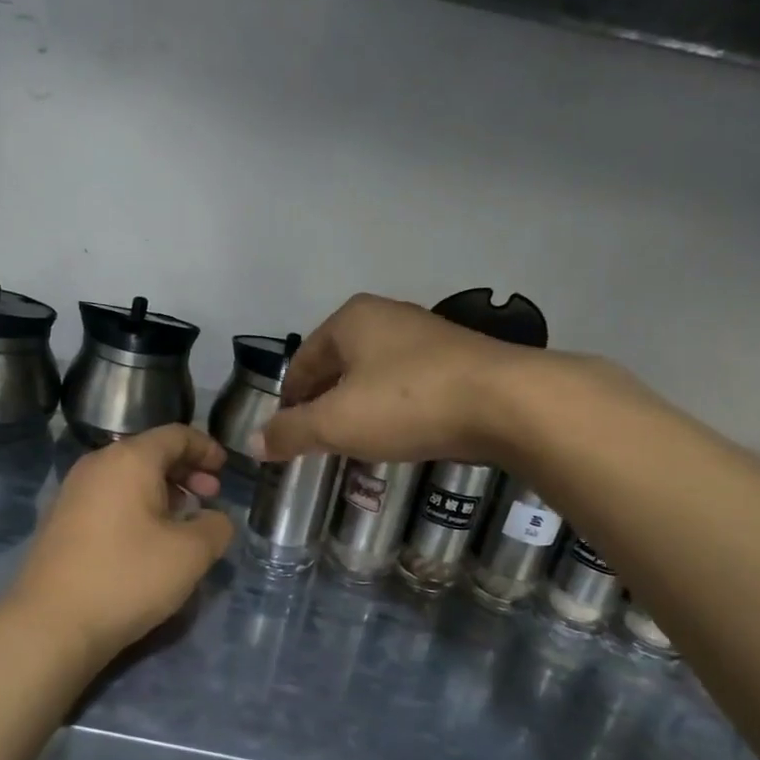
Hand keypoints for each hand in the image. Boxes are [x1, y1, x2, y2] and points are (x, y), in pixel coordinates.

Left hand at [8, 425, 233, 665]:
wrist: (51, 625)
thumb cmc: (127, 578)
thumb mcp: (190, 554)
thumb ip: (216, 527)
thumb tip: (215, 519)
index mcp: (129, 460)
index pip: (175, 435)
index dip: (206, 447)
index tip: (225, 468)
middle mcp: (97, 465)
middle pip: (150, 453)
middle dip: (186, 470)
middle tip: (211, 496)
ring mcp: (73, 493)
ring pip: (128, 477)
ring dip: (162, 491)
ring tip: (185, 520)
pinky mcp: (61, 521)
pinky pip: (109, 498)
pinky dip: (137, 506)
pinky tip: (149, 539)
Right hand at [257, 294, 539, 464]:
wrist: (506, 402)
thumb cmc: (407, 402)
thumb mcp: (336, 422)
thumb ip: (291, 431)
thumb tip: (252, 443)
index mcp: (352, 320)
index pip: (303, 360)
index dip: (289, 397)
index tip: (285, 432)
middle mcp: (388, 317)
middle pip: (339, 364)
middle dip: (324, 402)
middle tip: (316, 440)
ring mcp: (428, 336)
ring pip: (376, 374)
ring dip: (360, 406)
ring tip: (355, 441)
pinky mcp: (459, 361)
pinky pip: (410, 385)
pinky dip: (395, 408)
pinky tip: (400, 433)